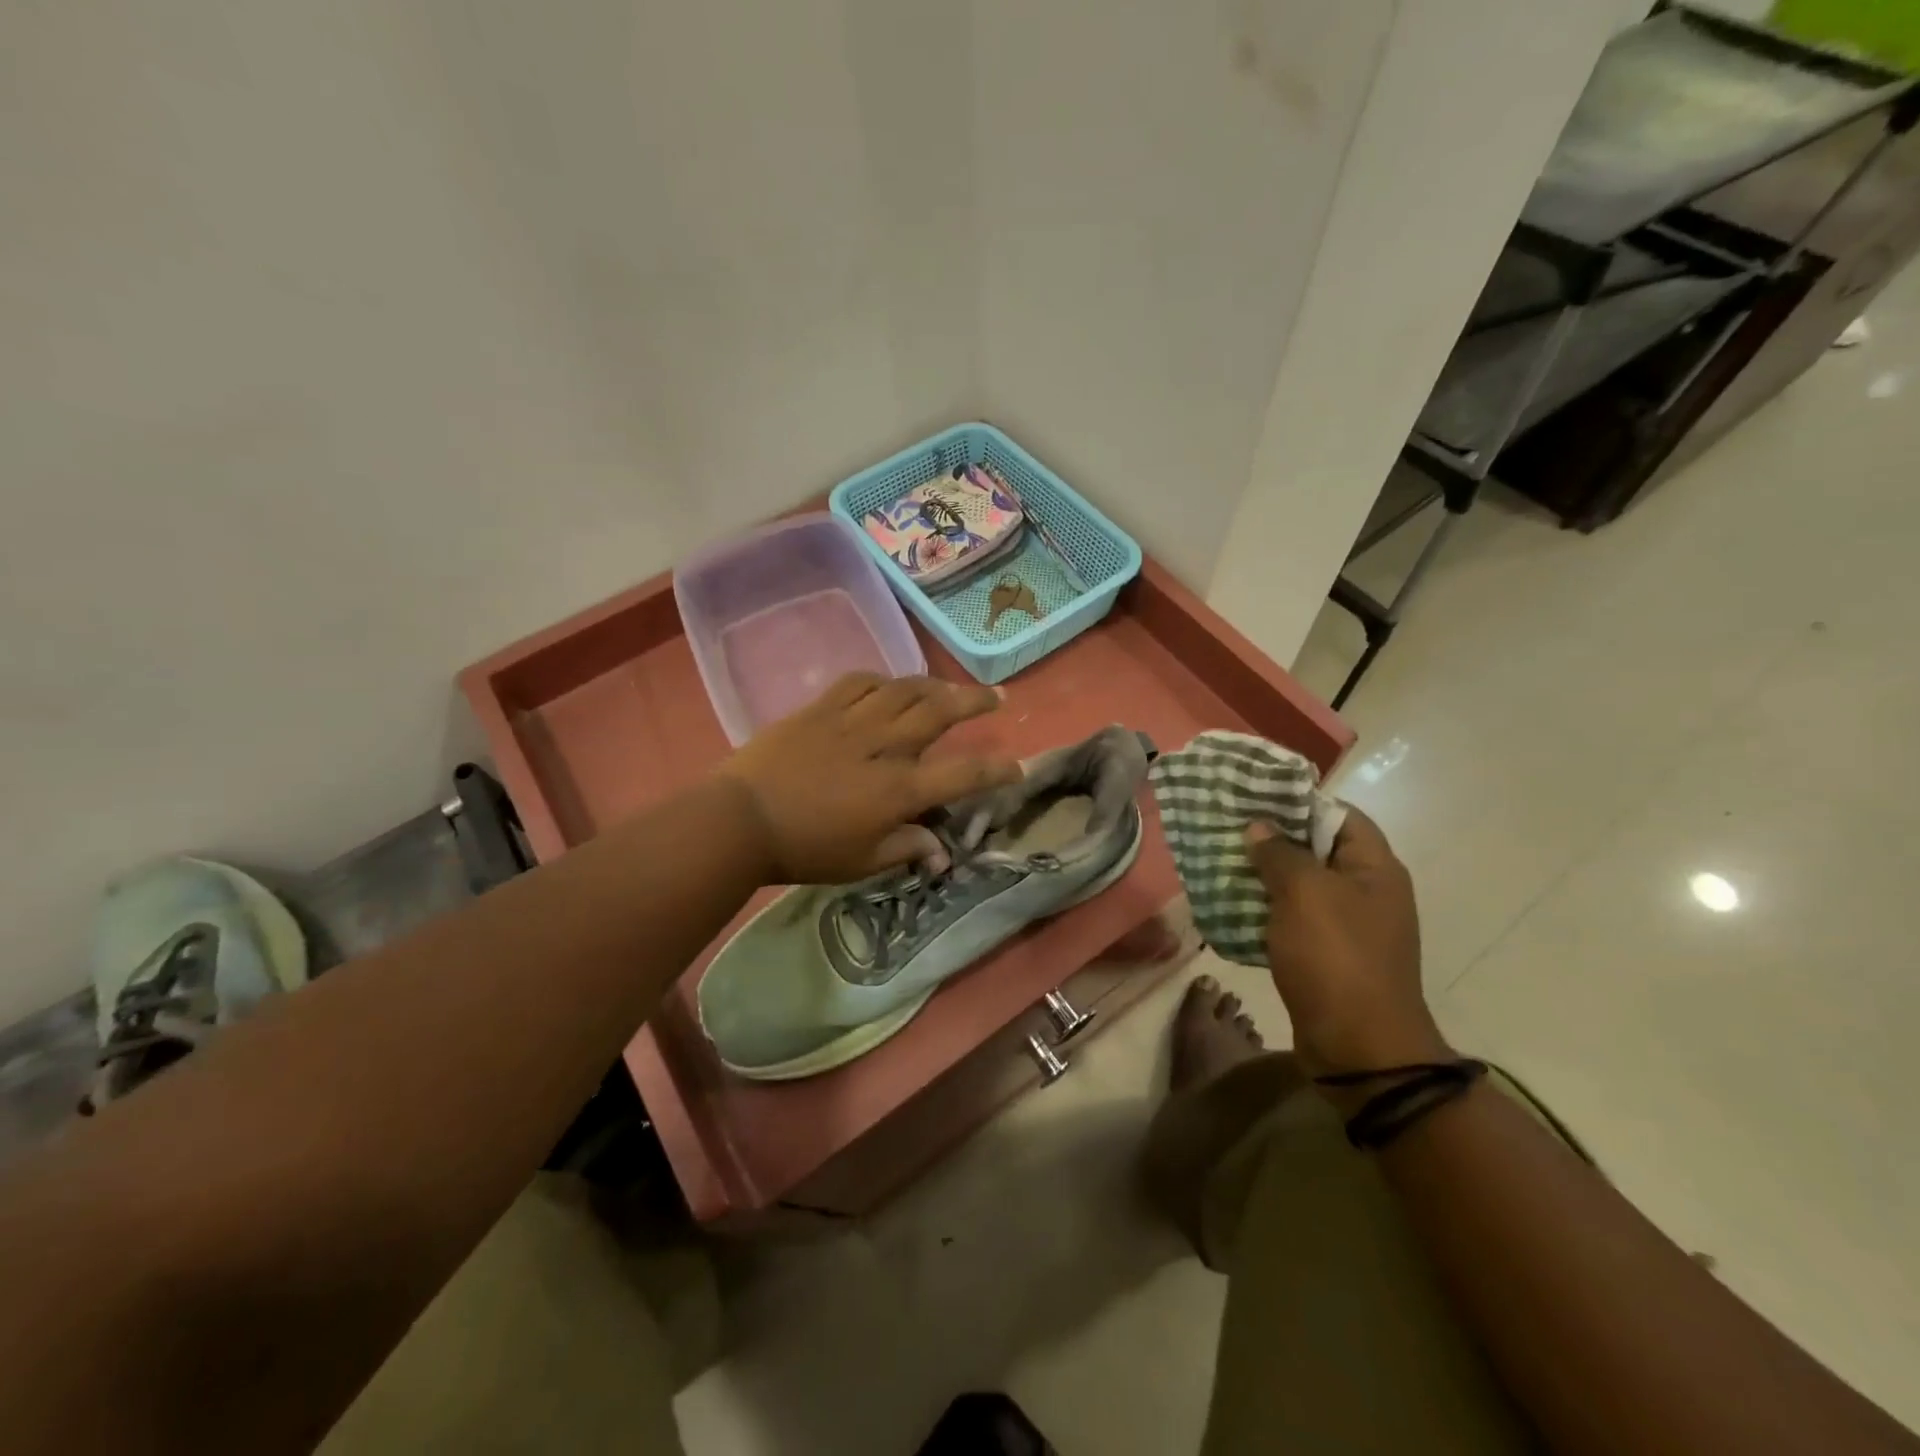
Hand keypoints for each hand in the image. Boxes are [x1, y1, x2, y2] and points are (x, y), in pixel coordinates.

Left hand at [717, 673, 1022, 884]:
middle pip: (940, 712)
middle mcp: (884, 747)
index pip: (962, 775)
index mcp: (898, 790)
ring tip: (949, 687)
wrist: (740, 819)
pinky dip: (883, 680)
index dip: (996, 771)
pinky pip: (860, 681)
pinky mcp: (822, 708)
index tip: (1016, 767)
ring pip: (905, 689)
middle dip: (975, 701)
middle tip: (997, 696)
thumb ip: (906, 848)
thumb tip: (941, 852)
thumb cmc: (805, 849)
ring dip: (934, 684)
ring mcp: (852, 721)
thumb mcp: (861, 862)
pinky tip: (889, 685)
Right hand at [1246, 807, 1448, 1083]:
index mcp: (1375, 868)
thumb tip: (1260, 828)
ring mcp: (1348, 926)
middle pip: (1317, 849)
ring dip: (1263, 876)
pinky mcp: (1327, 956)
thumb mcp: (1304, 894)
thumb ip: (1279, 854)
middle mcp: (1366, 892)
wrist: (1359, 1049)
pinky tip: (1229, 907)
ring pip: (1300, 886)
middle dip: (1272, 839)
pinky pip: (1292, 920)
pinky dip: (1264, 911)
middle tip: (1228, 829)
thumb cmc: (1336, 957)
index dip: (1299, 802)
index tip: (1255, 797)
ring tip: (1220, 863)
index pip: (1340, 815)